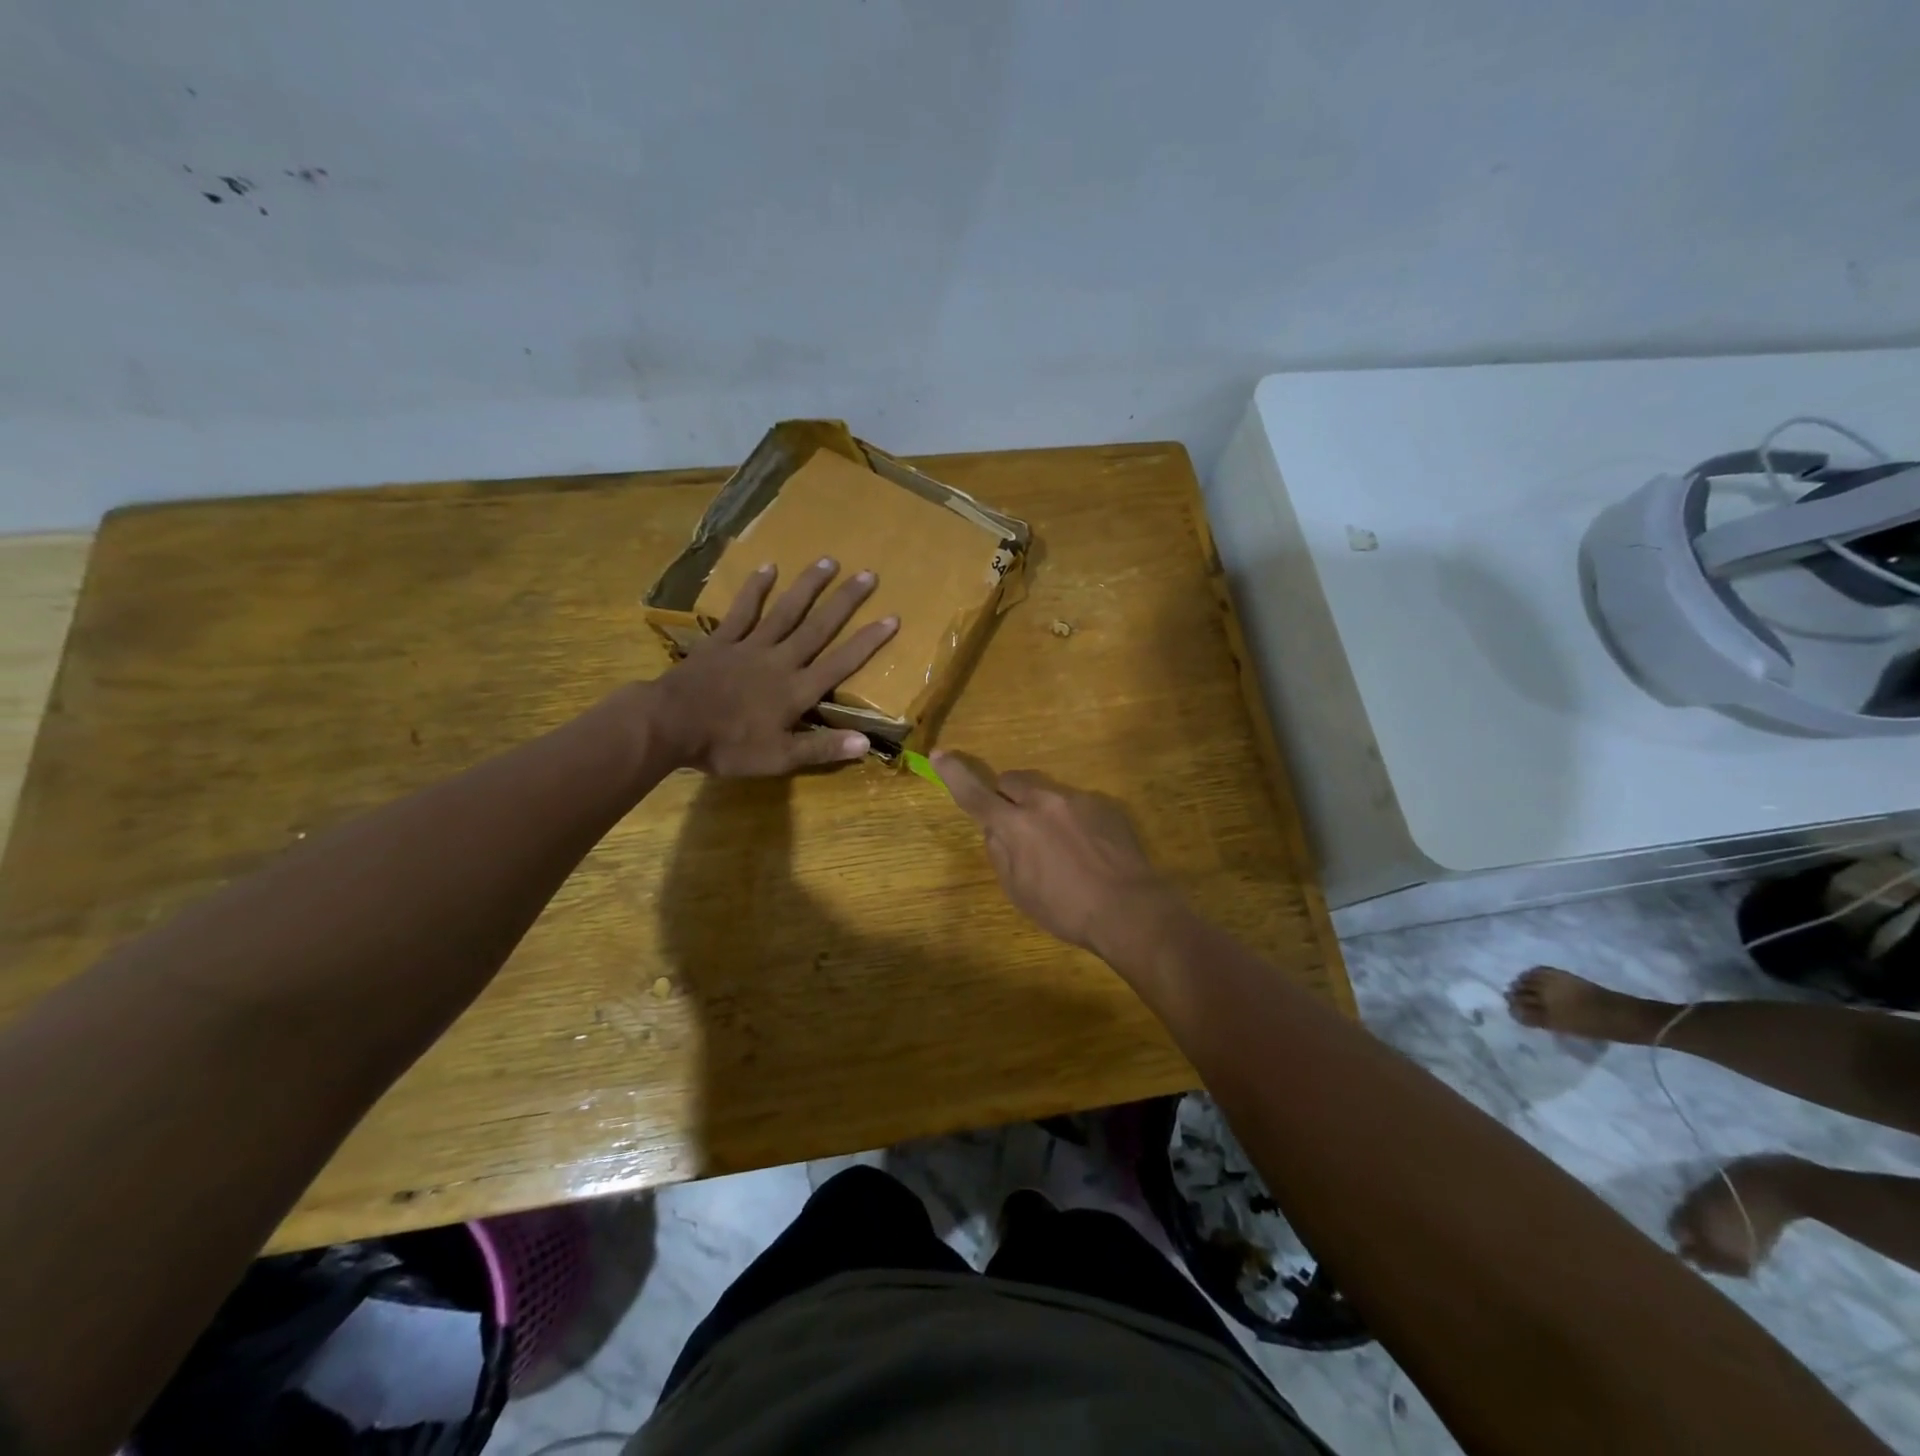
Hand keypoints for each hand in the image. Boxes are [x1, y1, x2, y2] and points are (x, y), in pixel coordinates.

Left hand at [651, 558, 897, 775]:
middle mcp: (780, 660)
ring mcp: (750, 646)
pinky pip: (742, 610)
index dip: (868, 642)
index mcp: (797, 690)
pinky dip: (756, 589)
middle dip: (845, 602)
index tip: (891, 618)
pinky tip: (768, 567)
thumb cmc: (728, 745)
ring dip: (808, 586)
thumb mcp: (779, 758)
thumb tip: (866, 743)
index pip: (840, 663)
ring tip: (828, 561)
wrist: (670, 724)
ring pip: (786, 611)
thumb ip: (822, 748)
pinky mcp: (722, 640)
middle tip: (868, 575)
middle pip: (818, 627)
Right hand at [933, 751, 1178, 958]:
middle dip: (1007, 797)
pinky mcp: (1104, 803)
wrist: (1129, 907)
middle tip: (1017, 825)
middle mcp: (1043, 801)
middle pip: (1012, 781)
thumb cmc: (1065, 908)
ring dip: (1043, 809)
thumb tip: (996, 830)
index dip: (954, 774)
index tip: (939, 754)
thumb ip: (1000, 853)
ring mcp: (1077, 798)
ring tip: (1062, 847)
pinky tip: (1088, 848)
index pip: (974, 793)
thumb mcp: (1018, 891)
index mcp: (1015, 825)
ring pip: (1047, 791)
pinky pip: (1076, 803)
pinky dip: (1072, 819)